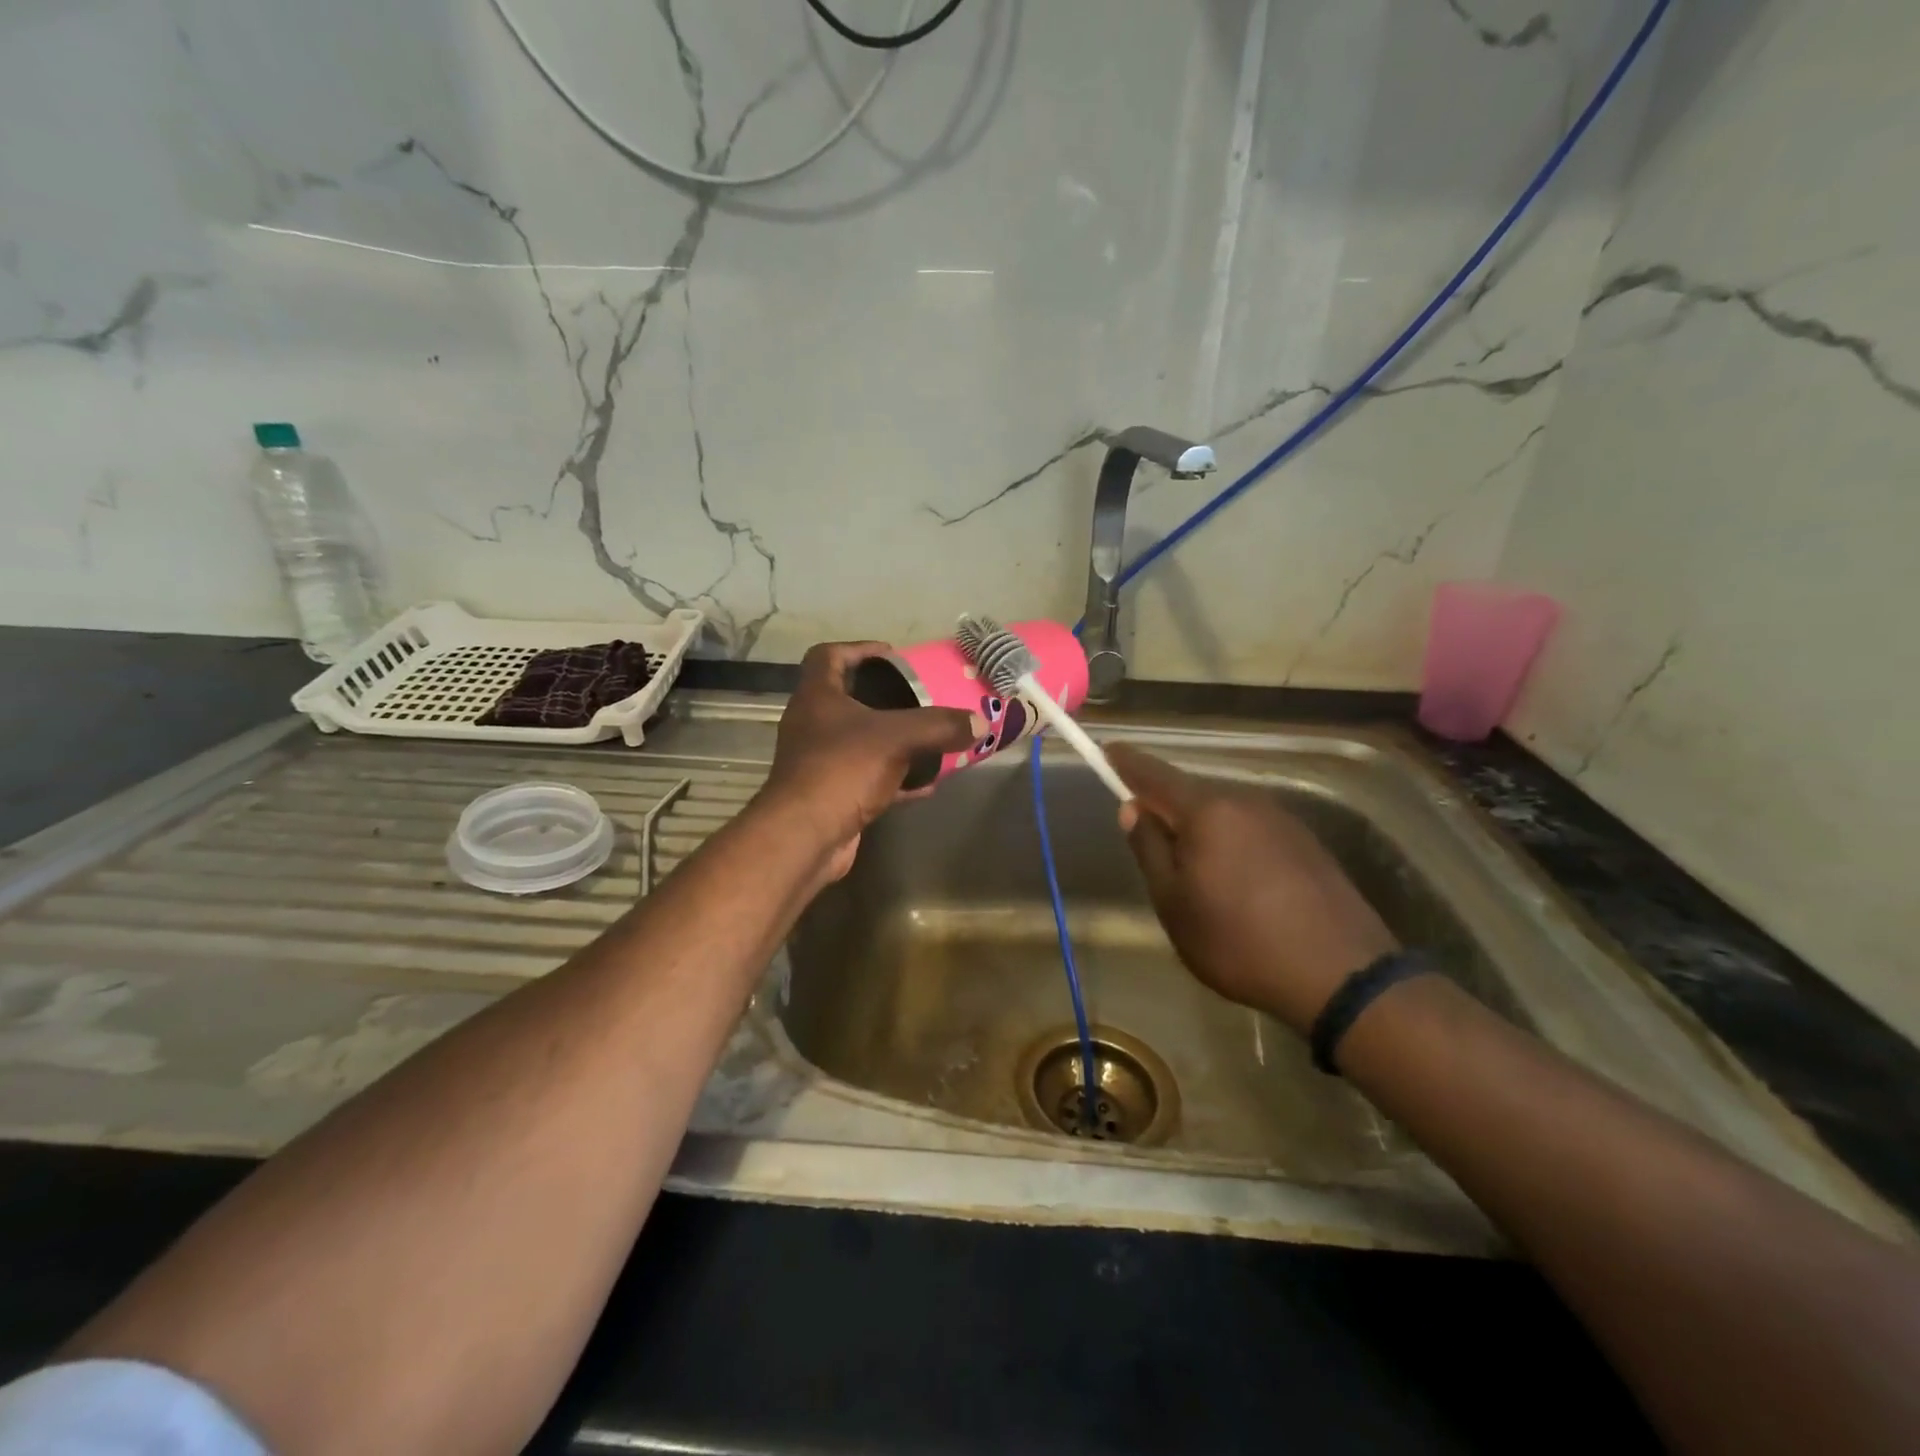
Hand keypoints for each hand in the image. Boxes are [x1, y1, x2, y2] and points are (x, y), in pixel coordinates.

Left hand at [758, 642, 980, 881]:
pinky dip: (896, 778)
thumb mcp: (897, 738)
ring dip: (892, 739)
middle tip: (918, 696)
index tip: (893, 656)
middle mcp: (813, 725)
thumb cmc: (842, 770)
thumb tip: (980, 722)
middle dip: (884, 697)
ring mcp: (819, 762)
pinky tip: (927, 784)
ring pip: (860, 741)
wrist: (805, 837)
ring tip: (929, 737)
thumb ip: (939, 726)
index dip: (859, 649)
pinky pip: (868, 777)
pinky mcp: (832, 795)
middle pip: (847, 699)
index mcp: (817, 697)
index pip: (828, 656)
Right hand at [1109, 744, 1397, 1032]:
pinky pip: (1252, 831)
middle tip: (1148, 838)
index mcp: (1207, 811)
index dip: (1127, 763)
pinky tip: (1236, 882)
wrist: (1342, 975)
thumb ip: (1149, 849)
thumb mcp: (1174, 904)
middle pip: (1192, 794)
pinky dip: (1232, 844)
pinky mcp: (1307, 844)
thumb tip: (1133, 808)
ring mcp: (1282, 821)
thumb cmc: (1239, 941)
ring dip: (1201, 830)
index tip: (1108, 750)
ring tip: (1193, 871)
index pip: (1155, 775)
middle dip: (1166, 807)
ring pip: (1224, 814)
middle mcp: (1245, 802)